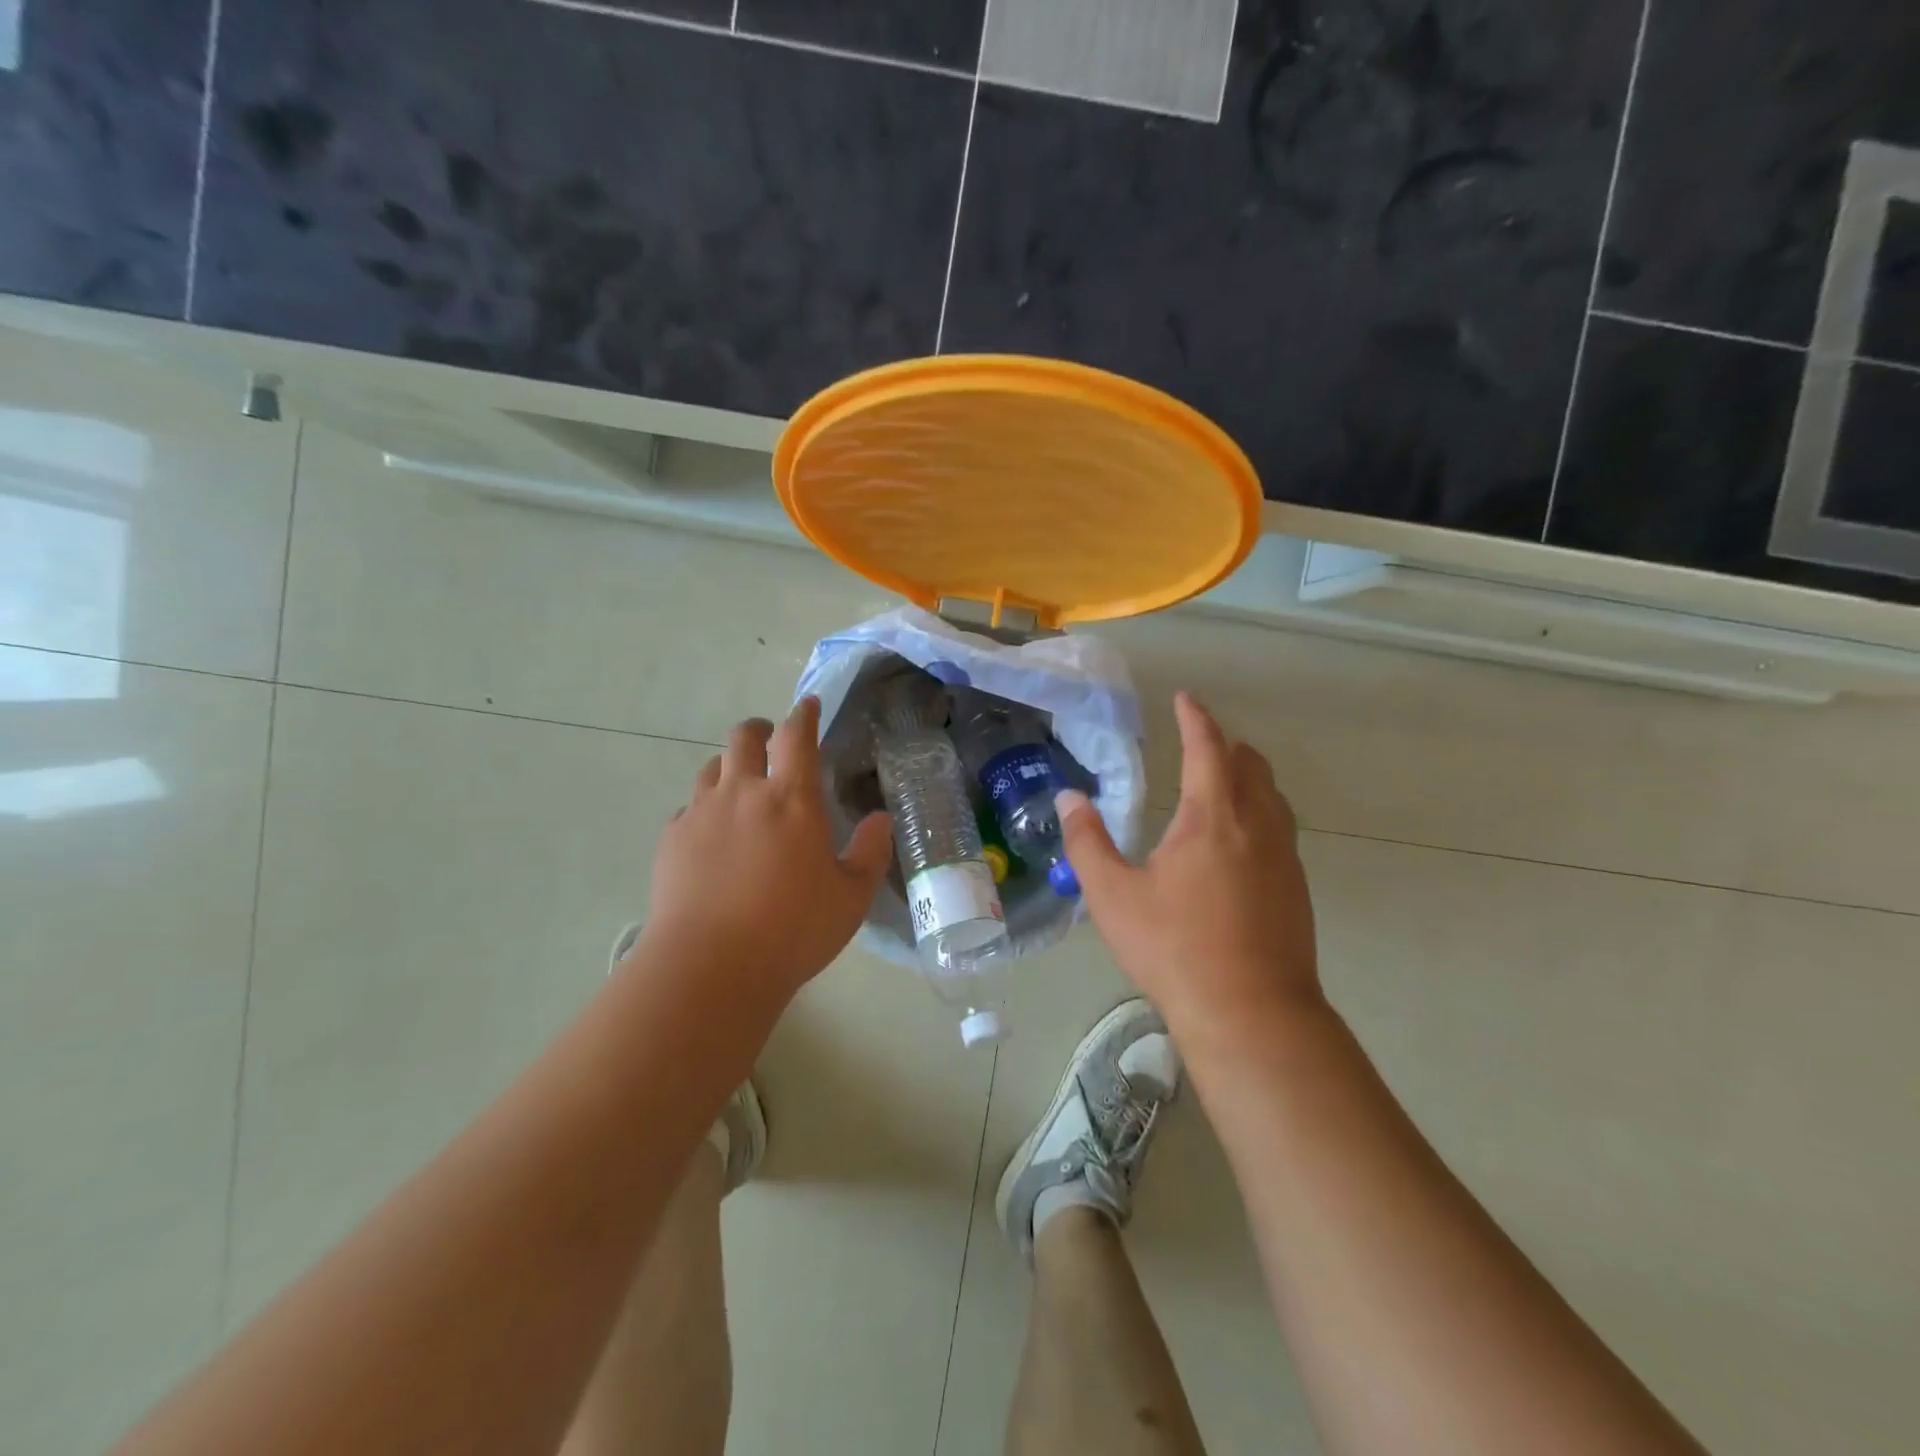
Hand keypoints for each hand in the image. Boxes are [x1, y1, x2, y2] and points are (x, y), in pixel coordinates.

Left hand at [635, 698, 893, 1002]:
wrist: (710, 966)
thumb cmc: (793, 929)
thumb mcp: (851, 897)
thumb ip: (870, 852)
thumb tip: (879, 820)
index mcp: (792, 800)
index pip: (796, 736)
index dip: (803, 714)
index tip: (808, 705)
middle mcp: (743, 793)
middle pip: (742, 737)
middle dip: (758, 730)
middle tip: (768, 742)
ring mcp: (701, 814)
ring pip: (711, 768)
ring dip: (729, 767)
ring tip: (740, 787)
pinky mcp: (672, 840)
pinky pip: (688, 808)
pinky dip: (704, 809)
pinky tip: (711, 835)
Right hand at [1057, 692, 1323, 1041]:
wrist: (1252, 1013)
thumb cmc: (1175, 948)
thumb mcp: (1113, 896)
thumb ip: (1087, 842)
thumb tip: (1069, 798)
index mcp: (1213, 817)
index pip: (1207, 748)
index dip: (1195, 718)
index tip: (1184, 699)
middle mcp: (1257, 825)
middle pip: (1250, 764)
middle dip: (1224, 745)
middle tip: (1197, 744)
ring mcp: (1284, 857)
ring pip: (1272, 796)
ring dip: (1247, 777)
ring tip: (1218, 785)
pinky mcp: (1297, 887)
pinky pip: (1280, 827)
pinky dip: (1258, 812)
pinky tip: (1237, 843)